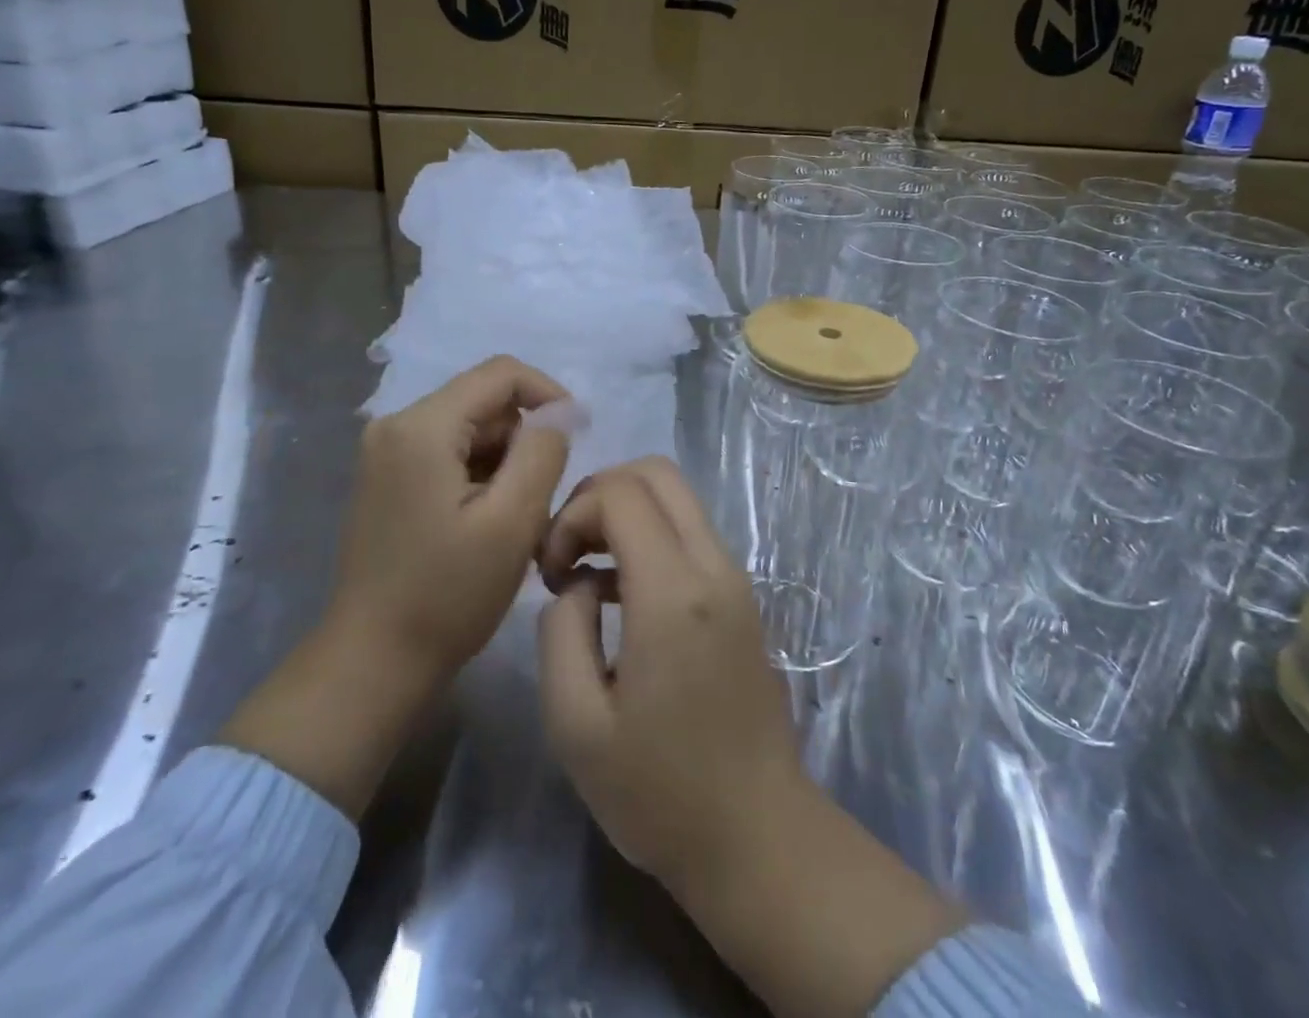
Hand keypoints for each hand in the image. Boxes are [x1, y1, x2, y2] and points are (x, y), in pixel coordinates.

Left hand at [223, 356, 571, 817]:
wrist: (373, 662)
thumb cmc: (447, 594)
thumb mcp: (513, 521)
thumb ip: (542, 451)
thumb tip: (561, 409)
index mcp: (422, 426)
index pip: (501, 373)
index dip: (549, 393)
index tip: (579, 435)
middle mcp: (396, 425)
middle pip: (484, 402)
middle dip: (523, 439)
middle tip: (539, 500)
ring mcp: (386, 452)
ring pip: (470, 429)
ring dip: (503, 462)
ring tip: (511, 521)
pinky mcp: (387, 478)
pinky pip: (449, 453)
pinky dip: (479, 476)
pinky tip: (483, 525)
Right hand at [536, 457, 805, 888]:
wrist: (756, 836)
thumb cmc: (659, 792)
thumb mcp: (575, 723)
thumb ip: (561, 630)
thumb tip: (581, 583)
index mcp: (674, 593)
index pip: (620, 492)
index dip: (572, 514)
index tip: (551, 573)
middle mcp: (714, 566)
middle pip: (656, 472)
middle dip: (598, 495)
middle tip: (568, 553)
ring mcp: (735, 578)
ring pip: (677, 497)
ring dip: (625, 513)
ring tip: (588, 575)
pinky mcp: (741, 596)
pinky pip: (691, 531)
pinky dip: (650, 534)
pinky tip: (622, 595)